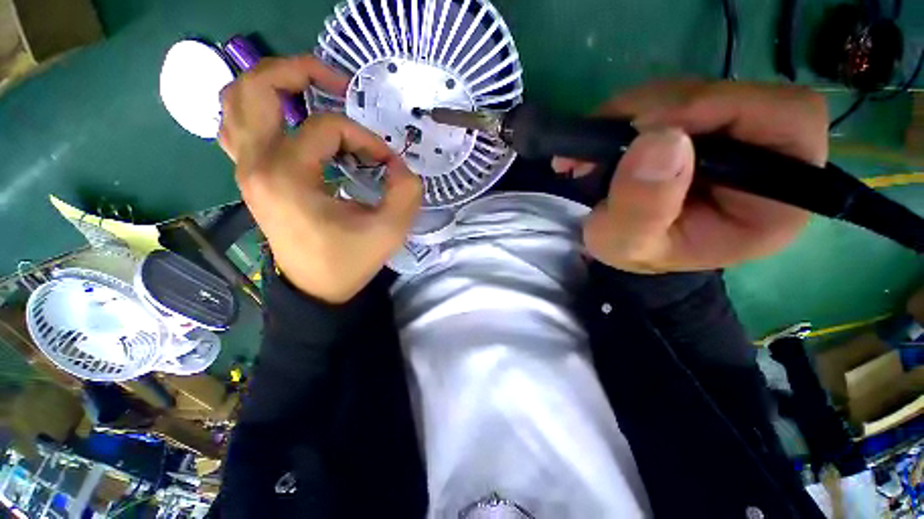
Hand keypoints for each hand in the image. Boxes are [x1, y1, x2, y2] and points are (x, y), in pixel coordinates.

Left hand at [219, 56, 421, 302]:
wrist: (317, 289)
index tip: (388, 164)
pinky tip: (293, 122)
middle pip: (256, 86)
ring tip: (314, 95)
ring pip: (238, 101)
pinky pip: (239, 126)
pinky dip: (262, 111)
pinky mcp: (251, 177)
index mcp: (287, 176)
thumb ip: (405, 192)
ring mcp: (246, 169)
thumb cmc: (349, 262)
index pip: (327, 128)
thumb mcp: (389, 231)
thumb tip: (400, 165)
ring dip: (276, 86)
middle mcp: (255, 164)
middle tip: (338, 83)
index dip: (366, 139)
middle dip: (300, 70)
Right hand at [552, 81, 827, 272]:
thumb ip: (642, 207)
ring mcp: (734, 132)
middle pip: (737, 92)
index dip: (722, 106)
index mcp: (777, 198)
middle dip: (661, 108)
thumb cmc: (636, 253)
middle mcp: (768, 154)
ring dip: (636, 109)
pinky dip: (630, 111)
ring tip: (595, 148)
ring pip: (696, 89)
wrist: (629, 245)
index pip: (790, 118)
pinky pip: (670, 96)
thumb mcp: (627, 245)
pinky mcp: (702, 124)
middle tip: (605, 138)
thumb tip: (658, 138)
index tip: (646, 129)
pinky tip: (606, 139)